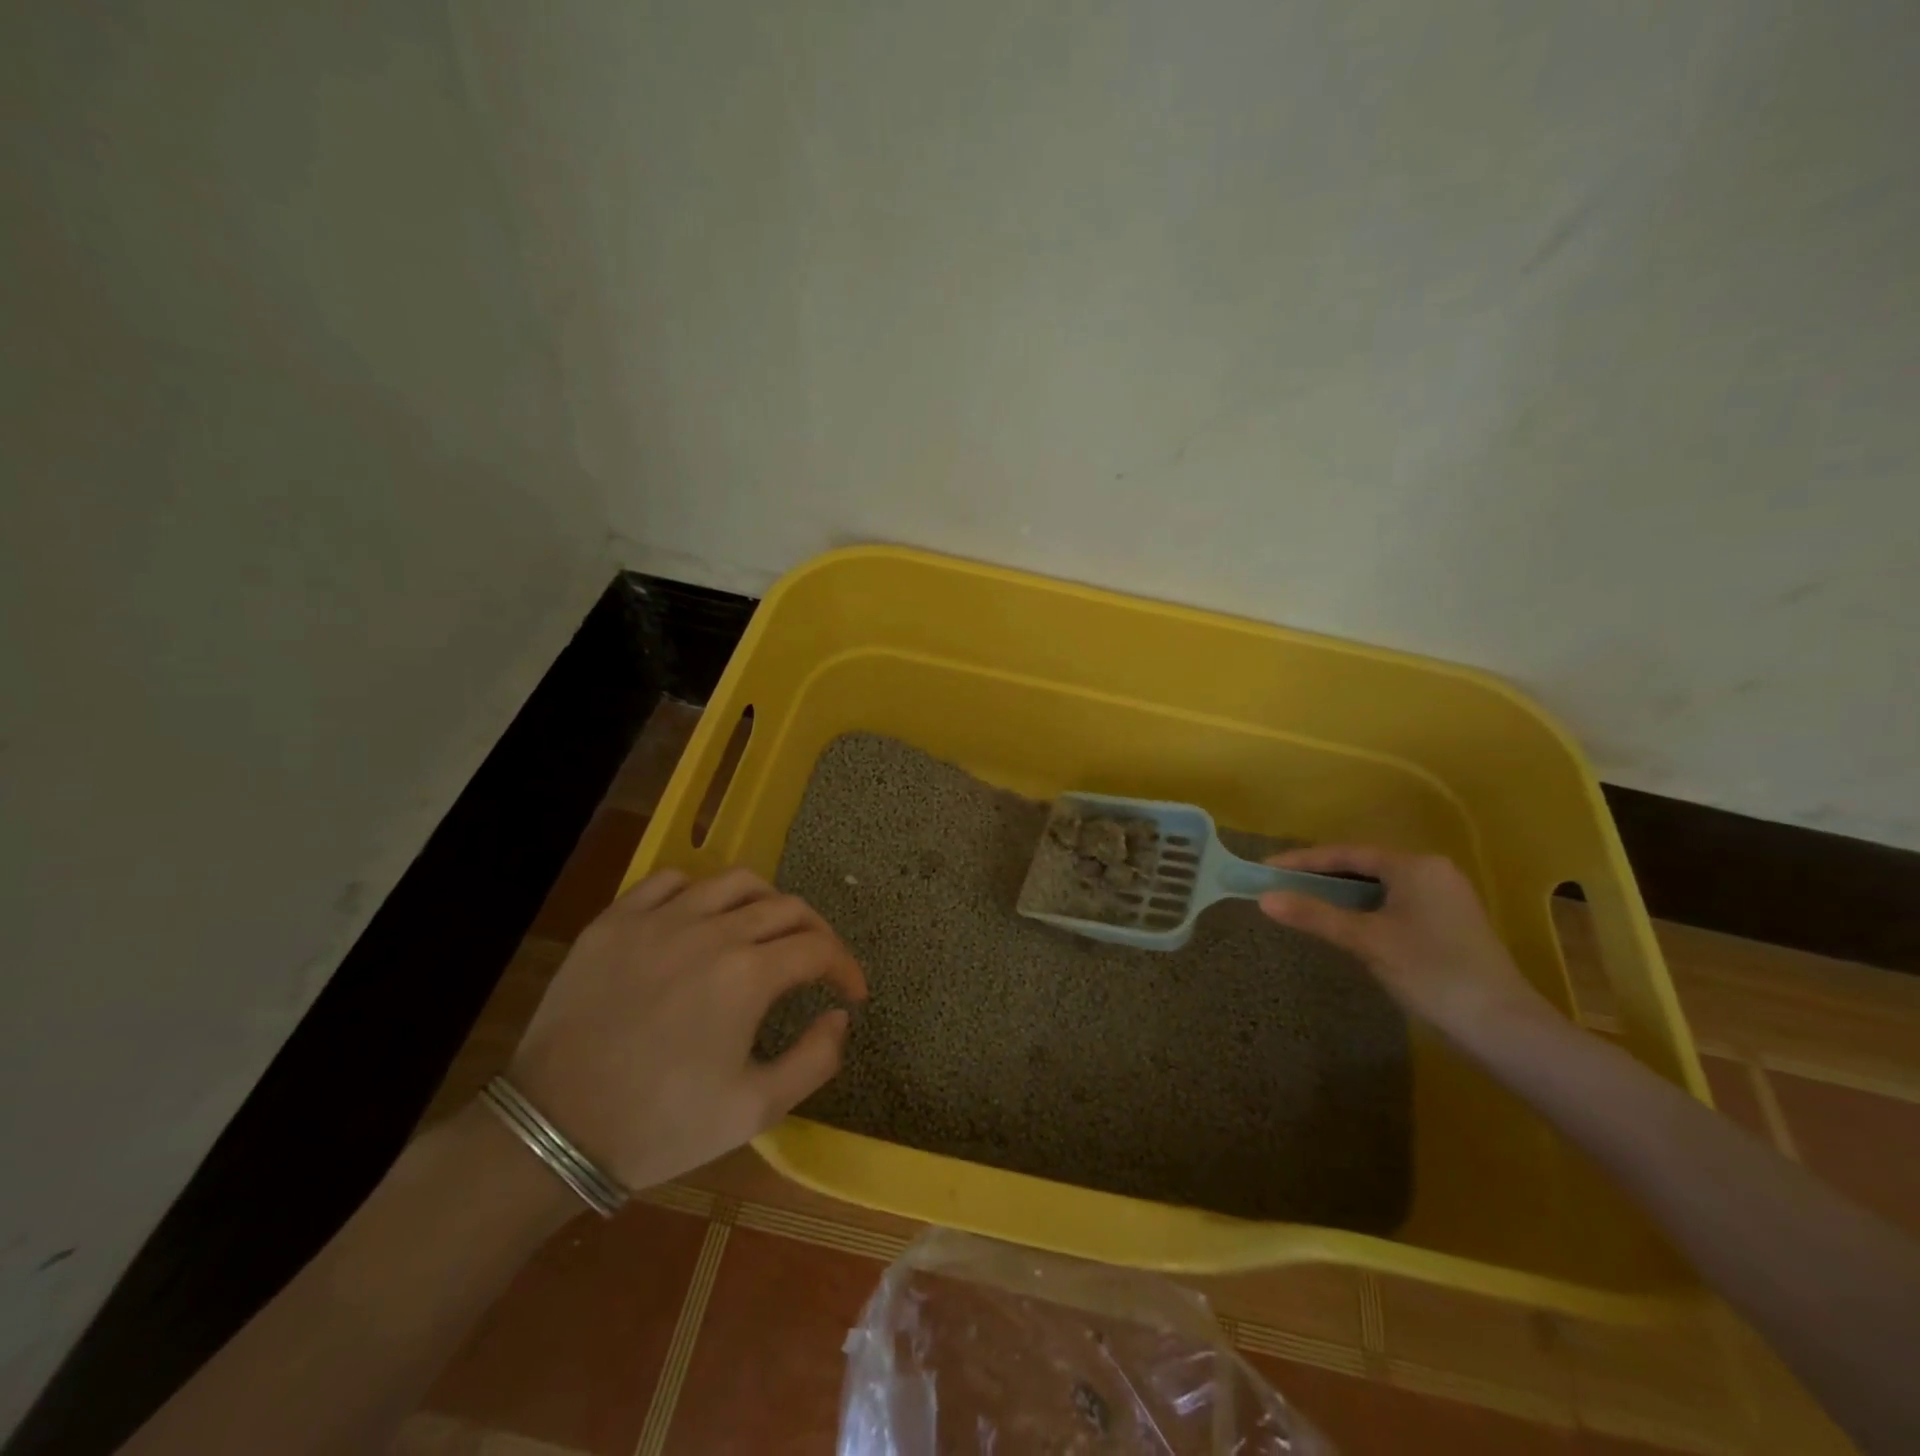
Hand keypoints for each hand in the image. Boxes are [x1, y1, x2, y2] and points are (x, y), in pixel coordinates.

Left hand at [506, 867, 865, 1192]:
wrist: (553, 1130)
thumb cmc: (661, 1125)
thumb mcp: (755, 1110)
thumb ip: (815, 1059)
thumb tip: (839, 1015)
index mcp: (748, 974)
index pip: (819, 947)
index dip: (845, 967)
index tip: (850, 993)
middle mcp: (711, 931)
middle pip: (786, 907)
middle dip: (816, 932)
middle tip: (817, 962)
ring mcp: (659, 919)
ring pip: (734, 881)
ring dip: (766, 901)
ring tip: (766, 929)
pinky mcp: (615, 920)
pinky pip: (670, 881)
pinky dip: (699, 891)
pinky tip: (699, 919)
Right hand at [1258, 846, 1546, 1034]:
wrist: (1504, 1028)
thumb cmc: (1431, 973)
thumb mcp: (1366, 941)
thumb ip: (1315, 915)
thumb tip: (1264, 899)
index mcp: (1414, 866)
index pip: (1346, 854)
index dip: (1303, 861)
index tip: (1267, 868)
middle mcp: (1433, 871)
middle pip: (1363, 866)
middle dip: (1321, 876)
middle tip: (1282, 885)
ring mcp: (1446, 897)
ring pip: (1380, 886)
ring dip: (1342, 894)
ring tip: (1305, 903)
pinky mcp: (1451, 923)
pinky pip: (1395, 902)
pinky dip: (1365, 908)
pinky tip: (1347, 925)